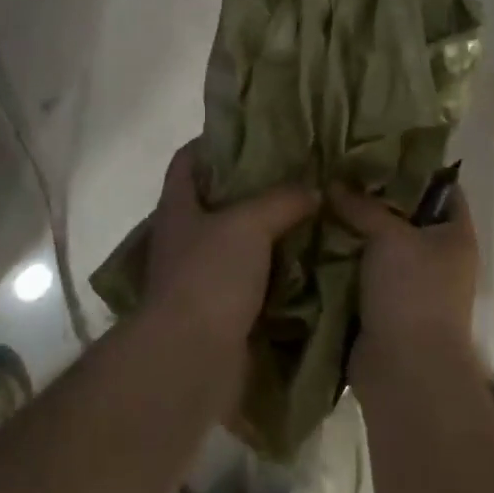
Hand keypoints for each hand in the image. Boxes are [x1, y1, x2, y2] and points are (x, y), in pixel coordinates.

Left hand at [145, 142, 318, 344]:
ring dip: (267, 232)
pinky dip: (275, 272)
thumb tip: (314, 189)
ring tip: (308, 213)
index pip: (186, 161)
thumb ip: (282, 200)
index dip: (212, 142)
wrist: (191, 359)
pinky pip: (252, 281)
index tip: (251, 133)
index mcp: (179, 209)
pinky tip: (307, 261)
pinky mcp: (220, 311)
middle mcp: (184, 239)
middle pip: (215, 201)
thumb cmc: (210, 277)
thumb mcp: (249, 224)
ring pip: (237, 242)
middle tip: (294, 173)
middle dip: (251, 188)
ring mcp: (200, 277)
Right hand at [328, 183, 480, 391]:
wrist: (406, 370)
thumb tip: (334, 183)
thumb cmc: (413, 291)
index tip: (378, 149)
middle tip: (340, 171)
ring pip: (381, 245)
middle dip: (374, 196)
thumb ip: (363, 206)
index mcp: (455, 234)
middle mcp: (439, 256)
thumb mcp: (389, 236)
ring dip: (355, 229)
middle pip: (407, 214)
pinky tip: (316, 237)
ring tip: (322, 198)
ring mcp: (412, 284)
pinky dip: (344, 259)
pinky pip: (363, 272)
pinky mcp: (385, 306)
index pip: (443, 187)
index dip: (415, 167)